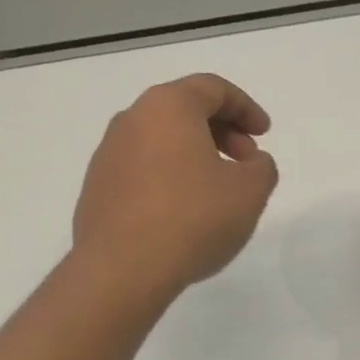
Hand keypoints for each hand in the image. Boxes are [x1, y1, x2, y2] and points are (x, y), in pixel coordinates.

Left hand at [72, 74, 279, 301]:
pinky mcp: (96, 188)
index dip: (245, 108)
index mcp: (167, 106)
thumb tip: (250, 163)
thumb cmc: (192, 219)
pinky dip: (167, 177)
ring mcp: (107, 154)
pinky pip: (140, 169)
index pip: (212, 89)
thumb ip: (261, 167)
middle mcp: (131, 120)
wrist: (121, 270)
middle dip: (221, 130)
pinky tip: (181, 212)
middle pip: (183, 110)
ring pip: (159, 140)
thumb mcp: (249, 192)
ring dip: (193, 155)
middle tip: (245, 161)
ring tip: (215, 190)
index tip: (264, 134)